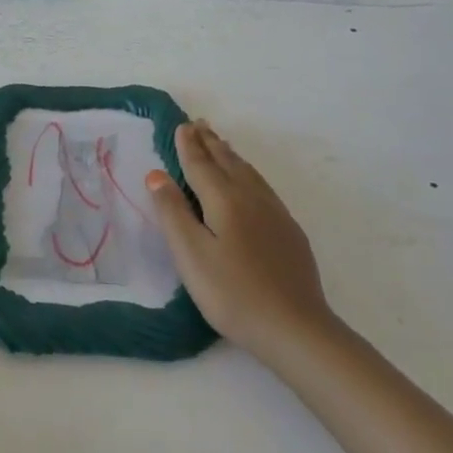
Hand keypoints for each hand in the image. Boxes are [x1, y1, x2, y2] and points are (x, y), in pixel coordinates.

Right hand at [145, 120, 337, 359]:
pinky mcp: (289, 232)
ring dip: (230, 155)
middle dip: (210, 143)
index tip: (181, 126)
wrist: (295, 328)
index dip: (188, 146)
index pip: (201, 165)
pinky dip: (248, 173)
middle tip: (199, 124)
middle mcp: (252, 198)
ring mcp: (275, 214)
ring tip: (220, 144)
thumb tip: (157, 174)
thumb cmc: (232, 293)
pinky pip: (262, 187)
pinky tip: (249, 183)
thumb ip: (172, 212)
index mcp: (225, 200)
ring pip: (249, 173)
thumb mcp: (191, 255)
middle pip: (228, 162)